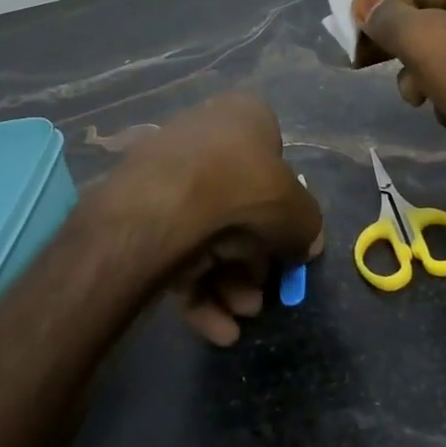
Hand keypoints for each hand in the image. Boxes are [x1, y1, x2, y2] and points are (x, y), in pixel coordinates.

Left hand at [100, 92, 323, 345]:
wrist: (167, 207)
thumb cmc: (248, 192)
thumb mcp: (300, 214)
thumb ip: (307, 228)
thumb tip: (304, 243)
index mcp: (243, 117)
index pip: (273, 163)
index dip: (284, 212)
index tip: (287, 249)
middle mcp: (203, 137)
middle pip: (239, 209)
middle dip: (253, 262)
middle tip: (262, 296)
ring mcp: (166, 173)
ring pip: (206, 235)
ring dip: (229, 283)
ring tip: (240, 315)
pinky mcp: (138, 210)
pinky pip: (175, 250)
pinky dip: (198, 290)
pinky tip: (216, 329)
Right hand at [352, 0, 445, 220]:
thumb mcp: (428, 41)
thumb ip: (387, 20)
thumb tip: (360, 3)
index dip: (378, 6)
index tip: (345, 37)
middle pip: (432, 16)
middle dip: (402, 47)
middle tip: (361, 66)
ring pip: (444, 52)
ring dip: (424, 77)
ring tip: (421, 98)